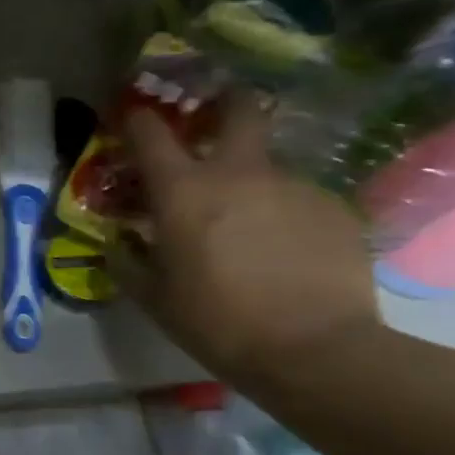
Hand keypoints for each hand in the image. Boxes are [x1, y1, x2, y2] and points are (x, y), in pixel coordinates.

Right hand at [110, 98, 381, 386]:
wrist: (315, 351)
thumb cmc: (216, 321)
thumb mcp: (153, 296)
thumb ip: (128, 259)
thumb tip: (120, 240)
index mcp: (183, 191)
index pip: (150, 132)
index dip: (137, 120)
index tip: (132, 122)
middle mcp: (240, 173)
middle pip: (239, 110)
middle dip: (225, 104)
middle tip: (216, 118)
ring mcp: (294, 187)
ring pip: (267, 166)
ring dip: (251, 183)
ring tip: (249, 227)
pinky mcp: (335, 209)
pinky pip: (297, 200)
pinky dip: (283, 216)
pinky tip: (285, 253)